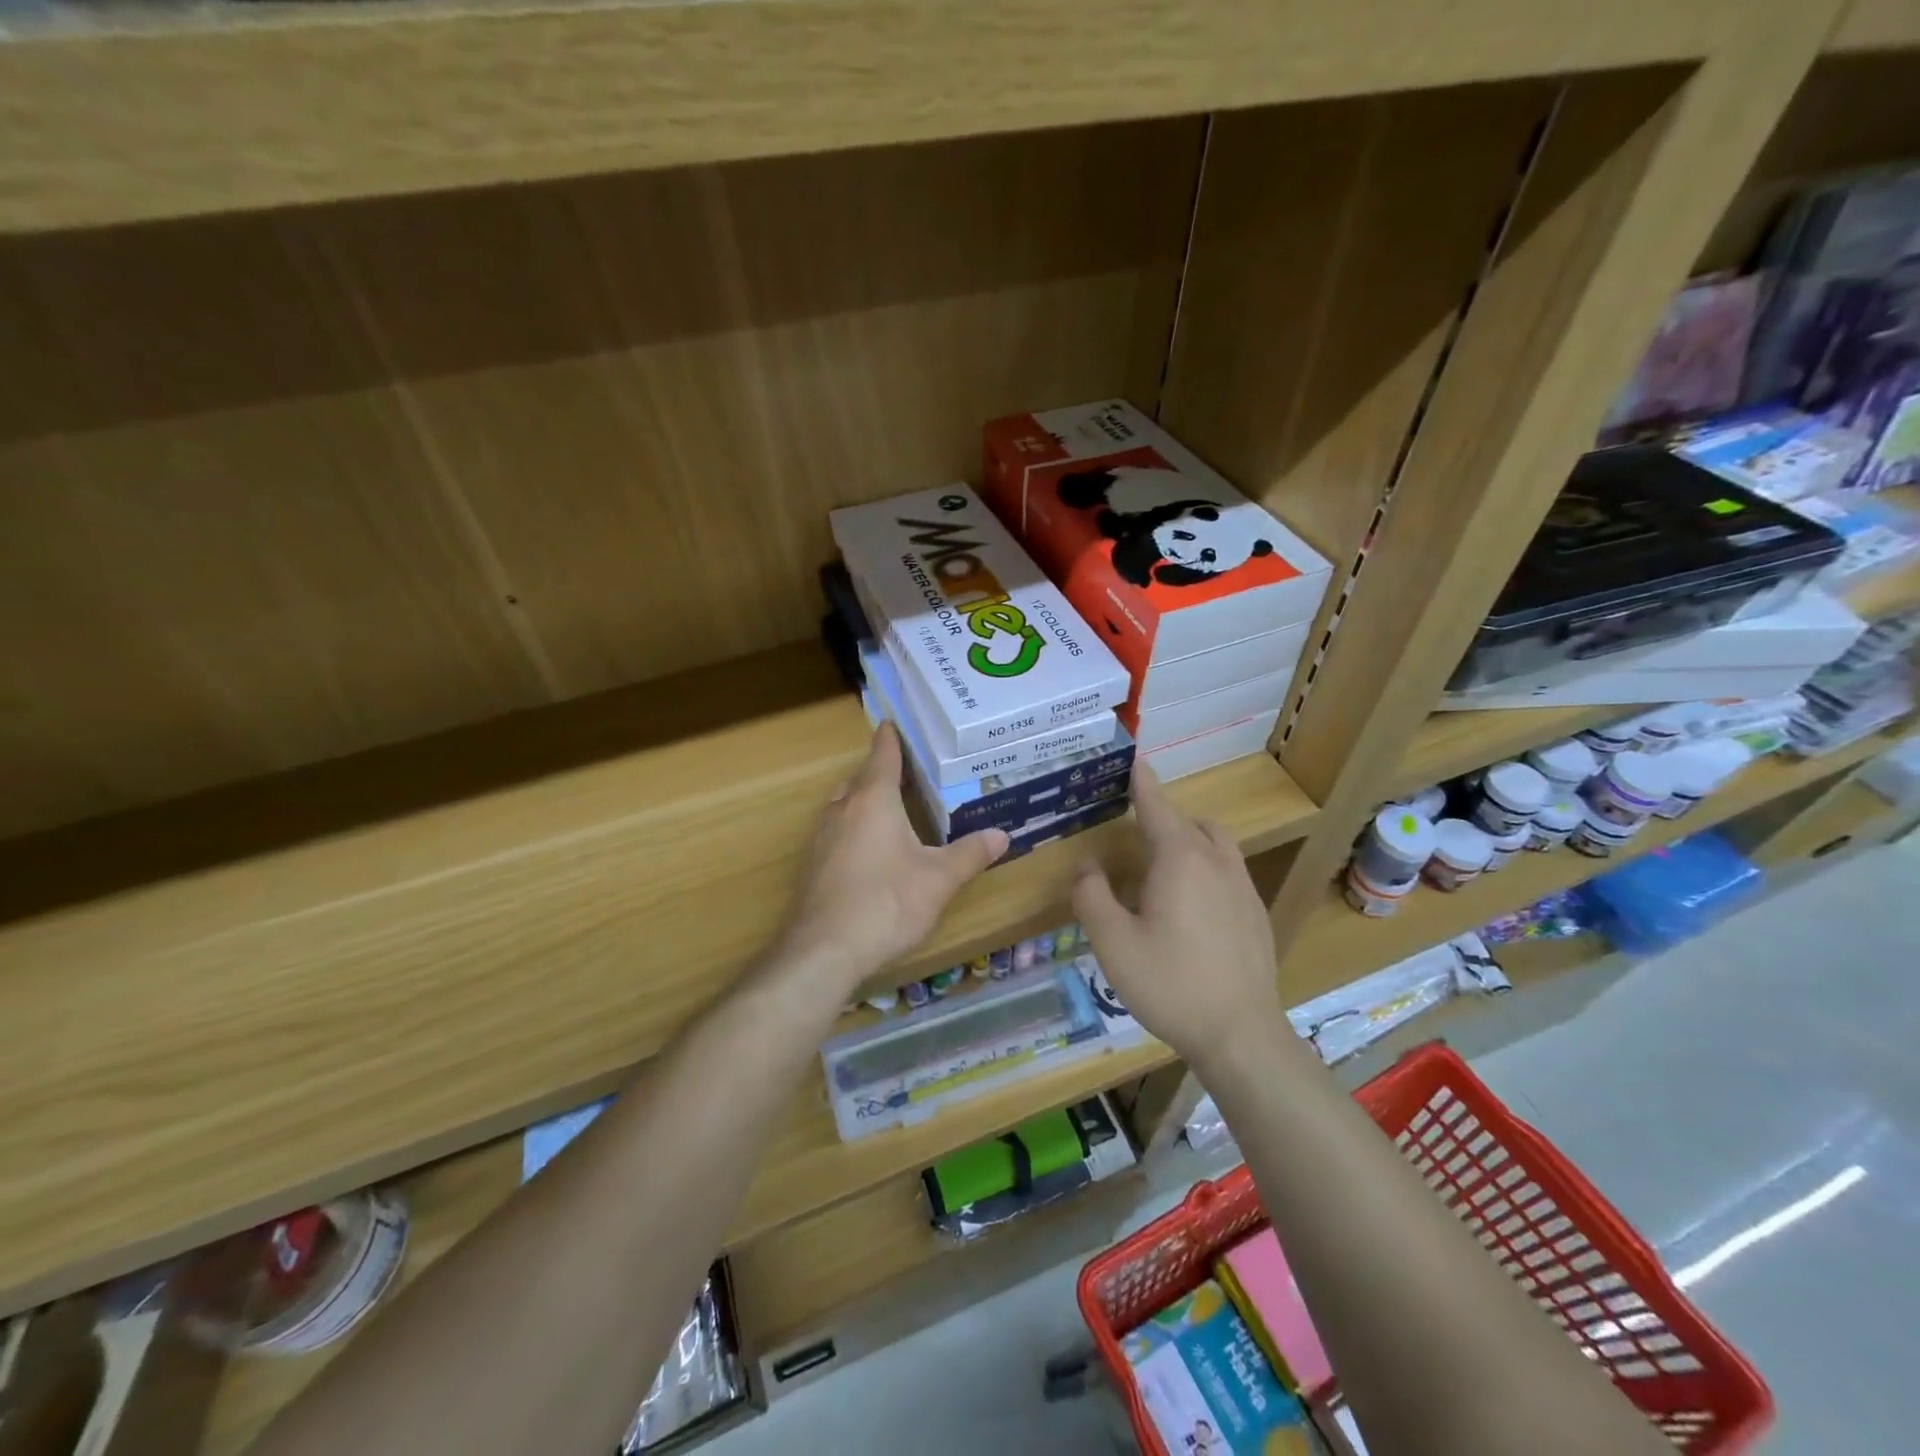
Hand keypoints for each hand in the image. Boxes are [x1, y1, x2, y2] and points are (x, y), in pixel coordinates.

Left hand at [780, 723, 1007, 988]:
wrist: (824, 951)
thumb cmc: (886, 903)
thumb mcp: (939, 880)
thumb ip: (970, 854)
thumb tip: (1002, 834)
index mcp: (873, 801)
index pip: (883, 755)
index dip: (891, 738)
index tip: (894, 722)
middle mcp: (843, 810)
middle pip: (861, 779)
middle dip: (880, 772)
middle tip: (908, 773)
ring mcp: (822, 838)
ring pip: (844, 805)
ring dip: (864, 800)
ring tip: (891, 809)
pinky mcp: (813, 866)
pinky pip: (836, 832)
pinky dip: (853, 828)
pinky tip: (870, 852)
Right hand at [1071, 762, 1286, 1069]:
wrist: (1241, 1034)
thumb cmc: (1170, 983)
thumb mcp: (1112, 942)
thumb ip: (1091, 896)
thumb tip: (1087, 866)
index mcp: (1181, 858)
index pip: (1157, 806)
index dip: (1141, 781)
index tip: (1133, 758)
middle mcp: (1217, 862)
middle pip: (1189, 822)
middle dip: (1162, 816)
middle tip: (1132, 831)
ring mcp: (1243, 888)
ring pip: (1215, 844)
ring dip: (1187, 840)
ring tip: (1160, 866)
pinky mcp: (1256, 914)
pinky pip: (1227, 871)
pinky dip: (1205, 867)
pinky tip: (1188, 906)